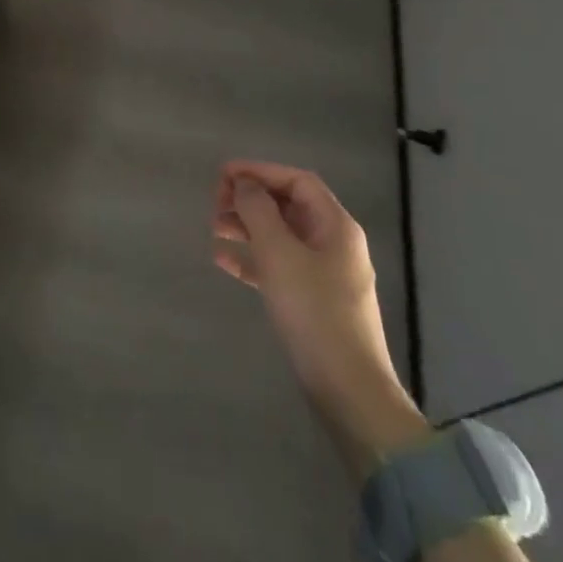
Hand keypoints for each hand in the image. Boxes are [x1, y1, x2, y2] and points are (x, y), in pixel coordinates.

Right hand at [213, 161, 430, 473]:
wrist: (349, 391)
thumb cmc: (315, 313)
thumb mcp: (280, 255)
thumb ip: (258, 211)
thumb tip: (243, 184)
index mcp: (335, 225)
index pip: (296, 181)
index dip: (260, 171)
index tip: (223, 175)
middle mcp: (333, 243)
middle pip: (288, 206)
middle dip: (250, 199)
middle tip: (214, 204)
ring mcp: (325, 274)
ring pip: (280, 236)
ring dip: (247, 227)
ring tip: (213, 228)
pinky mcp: (313, 302)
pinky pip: (279, 267)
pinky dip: (252, 259)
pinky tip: (223, 261)